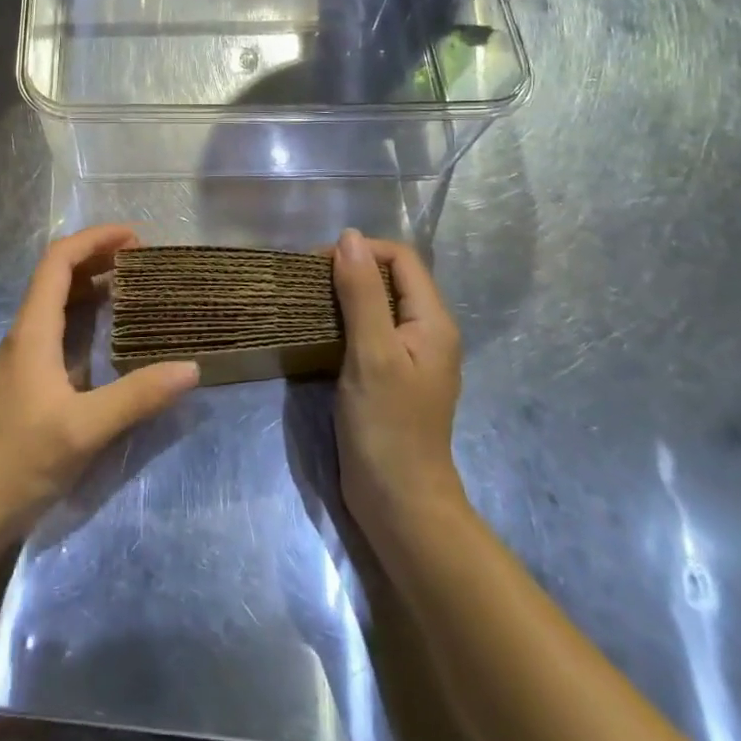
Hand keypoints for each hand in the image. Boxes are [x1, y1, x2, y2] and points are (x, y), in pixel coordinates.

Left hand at [0, 225, 198, 543]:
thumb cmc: (19, 461)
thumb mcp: (84, 429)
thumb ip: (136, 397)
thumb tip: (191, 368)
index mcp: (32, 331)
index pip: (58, 261)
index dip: (94, 239)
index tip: (134, 237)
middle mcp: (24, 334)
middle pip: (56, 275)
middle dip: (97, 257)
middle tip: (142, 261)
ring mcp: (22, 358)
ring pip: (55, 303)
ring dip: (90, 285)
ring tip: (132, 287)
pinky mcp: (25, 381)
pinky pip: (56, 329)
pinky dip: (84, 316)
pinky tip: (108, 336)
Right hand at [332, 229, 465, 543]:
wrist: (399, 504)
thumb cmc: (387, 426)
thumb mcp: (371, 353)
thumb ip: (361, 293)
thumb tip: (349, 237)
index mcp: (433, 321)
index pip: (401, 258)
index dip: (362, 251)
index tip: (318, 264)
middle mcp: (427, 332)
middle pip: (390, 278)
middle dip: (350, 269)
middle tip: (307, 281)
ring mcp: (409, 356)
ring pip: (378, 304)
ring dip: (344, 294)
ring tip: (307, 300)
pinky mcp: (390, 375)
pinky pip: (370, 331)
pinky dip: (345, 321)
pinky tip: (319, 331)